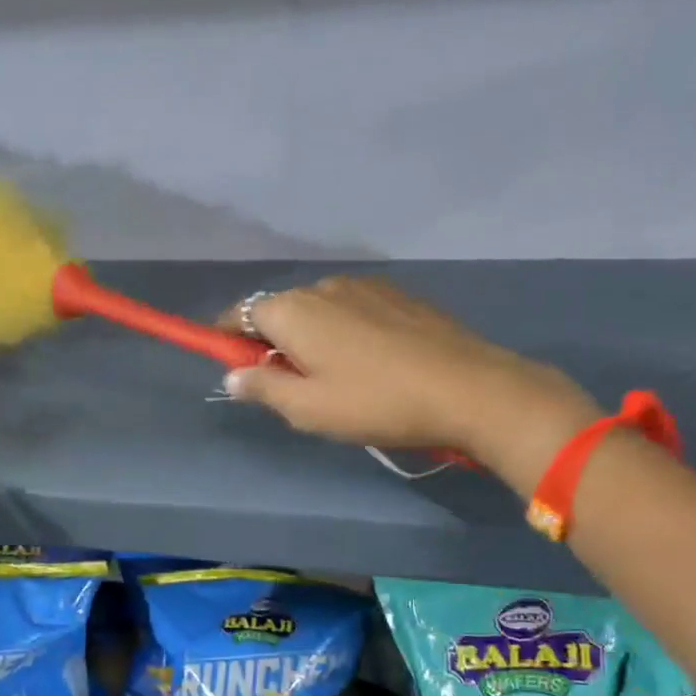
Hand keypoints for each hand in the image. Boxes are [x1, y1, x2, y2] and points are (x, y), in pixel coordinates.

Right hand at [218, 277, 600, 496]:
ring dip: (309, 337)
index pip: (240, 313)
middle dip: (271, 342)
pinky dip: (342, 332)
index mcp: (293, 310)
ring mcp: (364, 286)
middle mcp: (323, 286)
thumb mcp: (307, 409)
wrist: (467, 388)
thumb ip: (262, 389)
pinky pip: (351, 310)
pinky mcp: (397, 295)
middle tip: (285, 386)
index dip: (227, 339)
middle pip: (279, 310)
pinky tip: (365, 364)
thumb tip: (232, 376)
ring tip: (330, 379)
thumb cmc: (374, 402)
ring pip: (317, 310)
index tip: (232, 367)